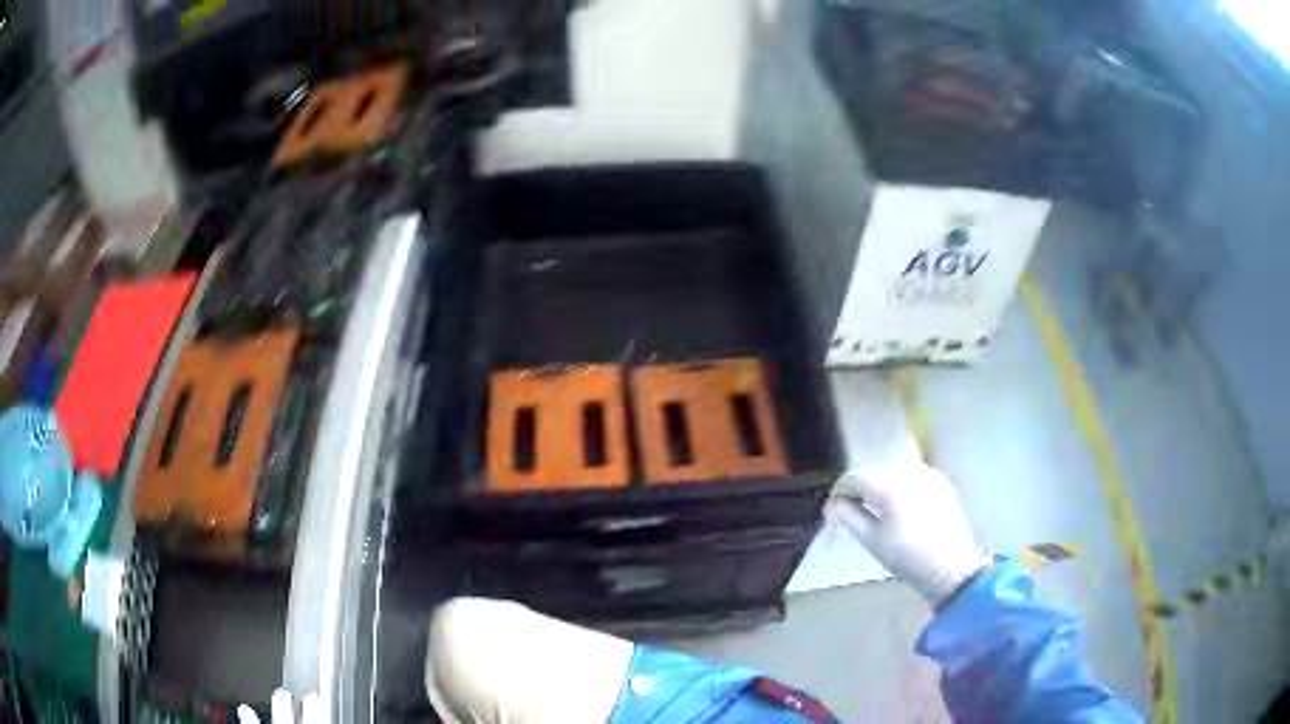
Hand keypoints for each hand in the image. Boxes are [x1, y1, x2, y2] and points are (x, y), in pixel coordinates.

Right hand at [827, 461, 990, 605]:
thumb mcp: (872, 541)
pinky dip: (901, 487)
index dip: (839, 490)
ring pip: (894, 472)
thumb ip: (849, 517)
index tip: (832, 508)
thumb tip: (832, 504)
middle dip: (860, 487)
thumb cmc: (908, 558)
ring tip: (876, 509)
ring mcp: (929, 475)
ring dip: (880, 486)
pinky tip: (900, 508)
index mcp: (890, 486)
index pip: (855, 477)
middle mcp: (910, 473)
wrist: (951, 568)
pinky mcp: (942, 483)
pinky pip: (913, 477)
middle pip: (875, 471)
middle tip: (851, 509)